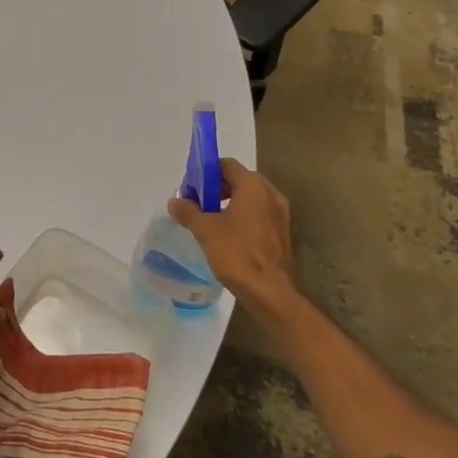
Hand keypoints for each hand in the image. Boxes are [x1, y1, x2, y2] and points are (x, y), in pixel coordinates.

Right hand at [168, 160, 306, 328]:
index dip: (205, 173)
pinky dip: (242, 219)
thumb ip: (188, 211)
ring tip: (209, 223)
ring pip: (249, 199)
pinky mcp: (282, 233)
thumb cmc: (237, 254)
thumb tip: (175, 201)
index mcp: (253, 186)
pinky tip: (228, 238)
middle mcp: (270, 194)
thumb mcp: (205, 230)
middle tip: (196, 206)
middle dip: (215, 190)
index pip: (226, 165)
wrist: (272, 293)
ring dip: (228, 204)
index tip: (190, 190)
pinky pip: (258, 216)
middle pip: (238, 180)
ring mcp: (280, 214)